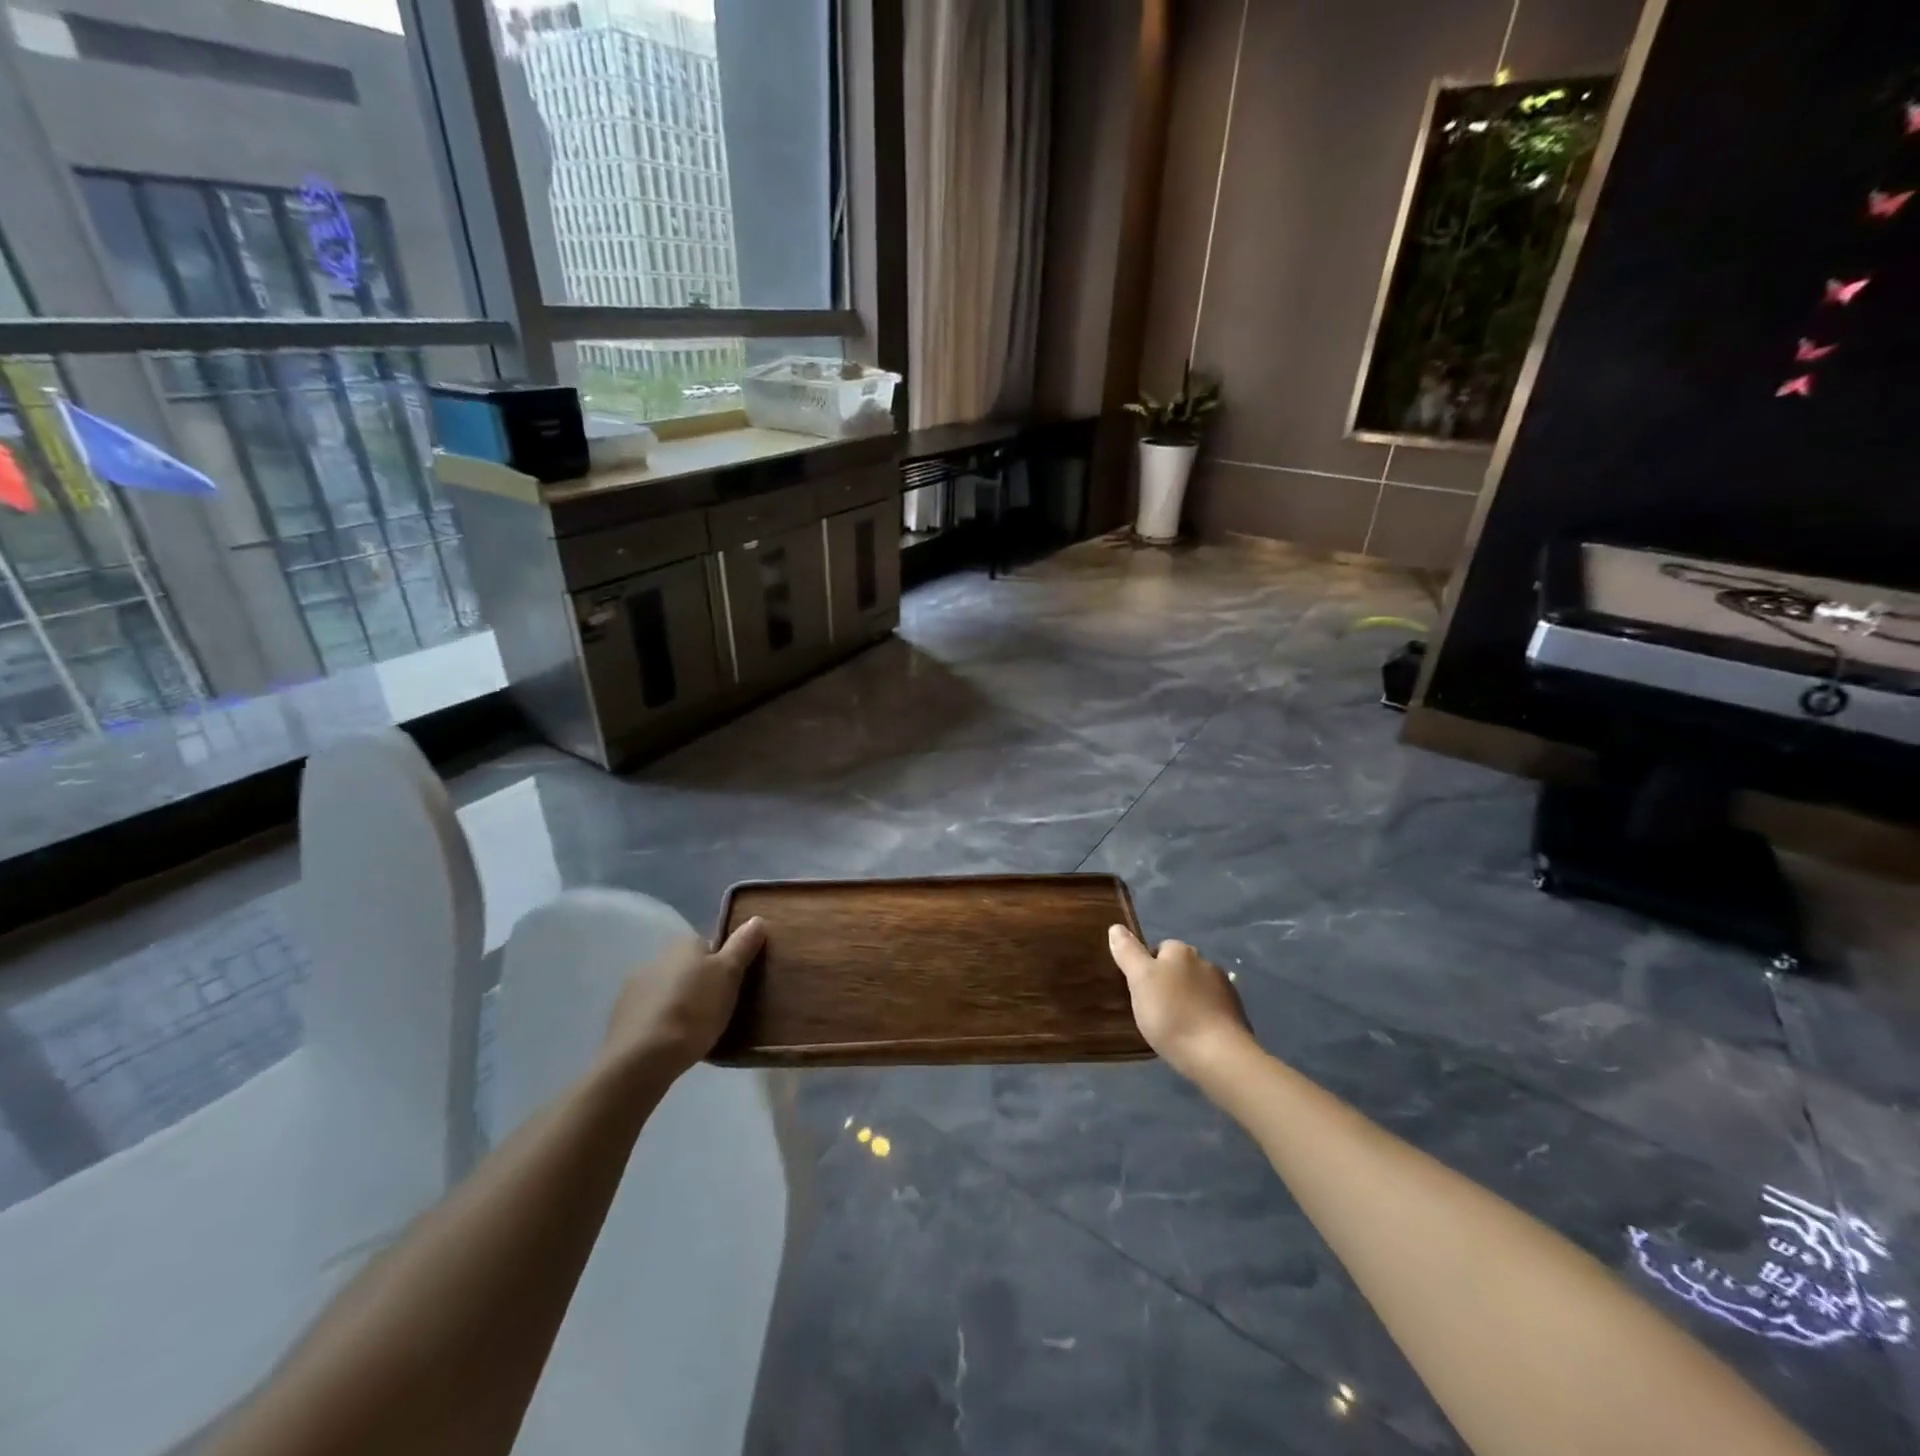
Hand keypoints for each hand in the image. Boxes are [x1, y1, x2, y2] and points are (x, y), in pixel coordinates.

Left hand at [601, 917, 765, 1078]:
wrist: (642, 1058)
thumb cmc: (694, 1010)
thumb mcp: (729, 975)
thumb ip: (742, 946)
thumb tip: (756, 918)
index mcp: (683, 944)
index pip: (709, 945)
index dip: (724, 964)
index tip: (734, 986)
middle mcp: (656, 958)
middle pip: (688, 967)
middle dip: (701, 984)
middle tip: (719, 1009)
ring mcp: (634, 988)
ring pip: (668, 990)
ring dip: (680, 1002)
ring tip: (696, 1030)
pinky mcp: (621, 1017)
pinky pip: (651, 1013)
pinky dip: (661, 1022)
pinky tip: (671, 1041)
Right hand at [1108, 925, 1252, 1079]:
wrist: (1218, 1055)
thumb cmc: (1171, 1014)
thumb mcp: (1140, 980)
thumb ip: (1128, 952)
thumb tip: (1116, 927)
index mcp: (1181, 951)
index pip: (1159, 948)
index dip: (1147, 968)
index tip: (1140, 990)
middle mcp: (1205, 962)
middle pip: (1179, 968)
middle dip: (1168, 983)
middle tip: (1153, 1009)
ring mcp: (1225, 989)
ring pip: (1196, 989)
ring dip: (1186, 1000)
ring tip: (1173, 1026)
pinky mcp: (1237, 1014)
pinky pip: (1211, 1009)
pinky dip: (1202, 1018)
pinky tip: (1194, 1036)